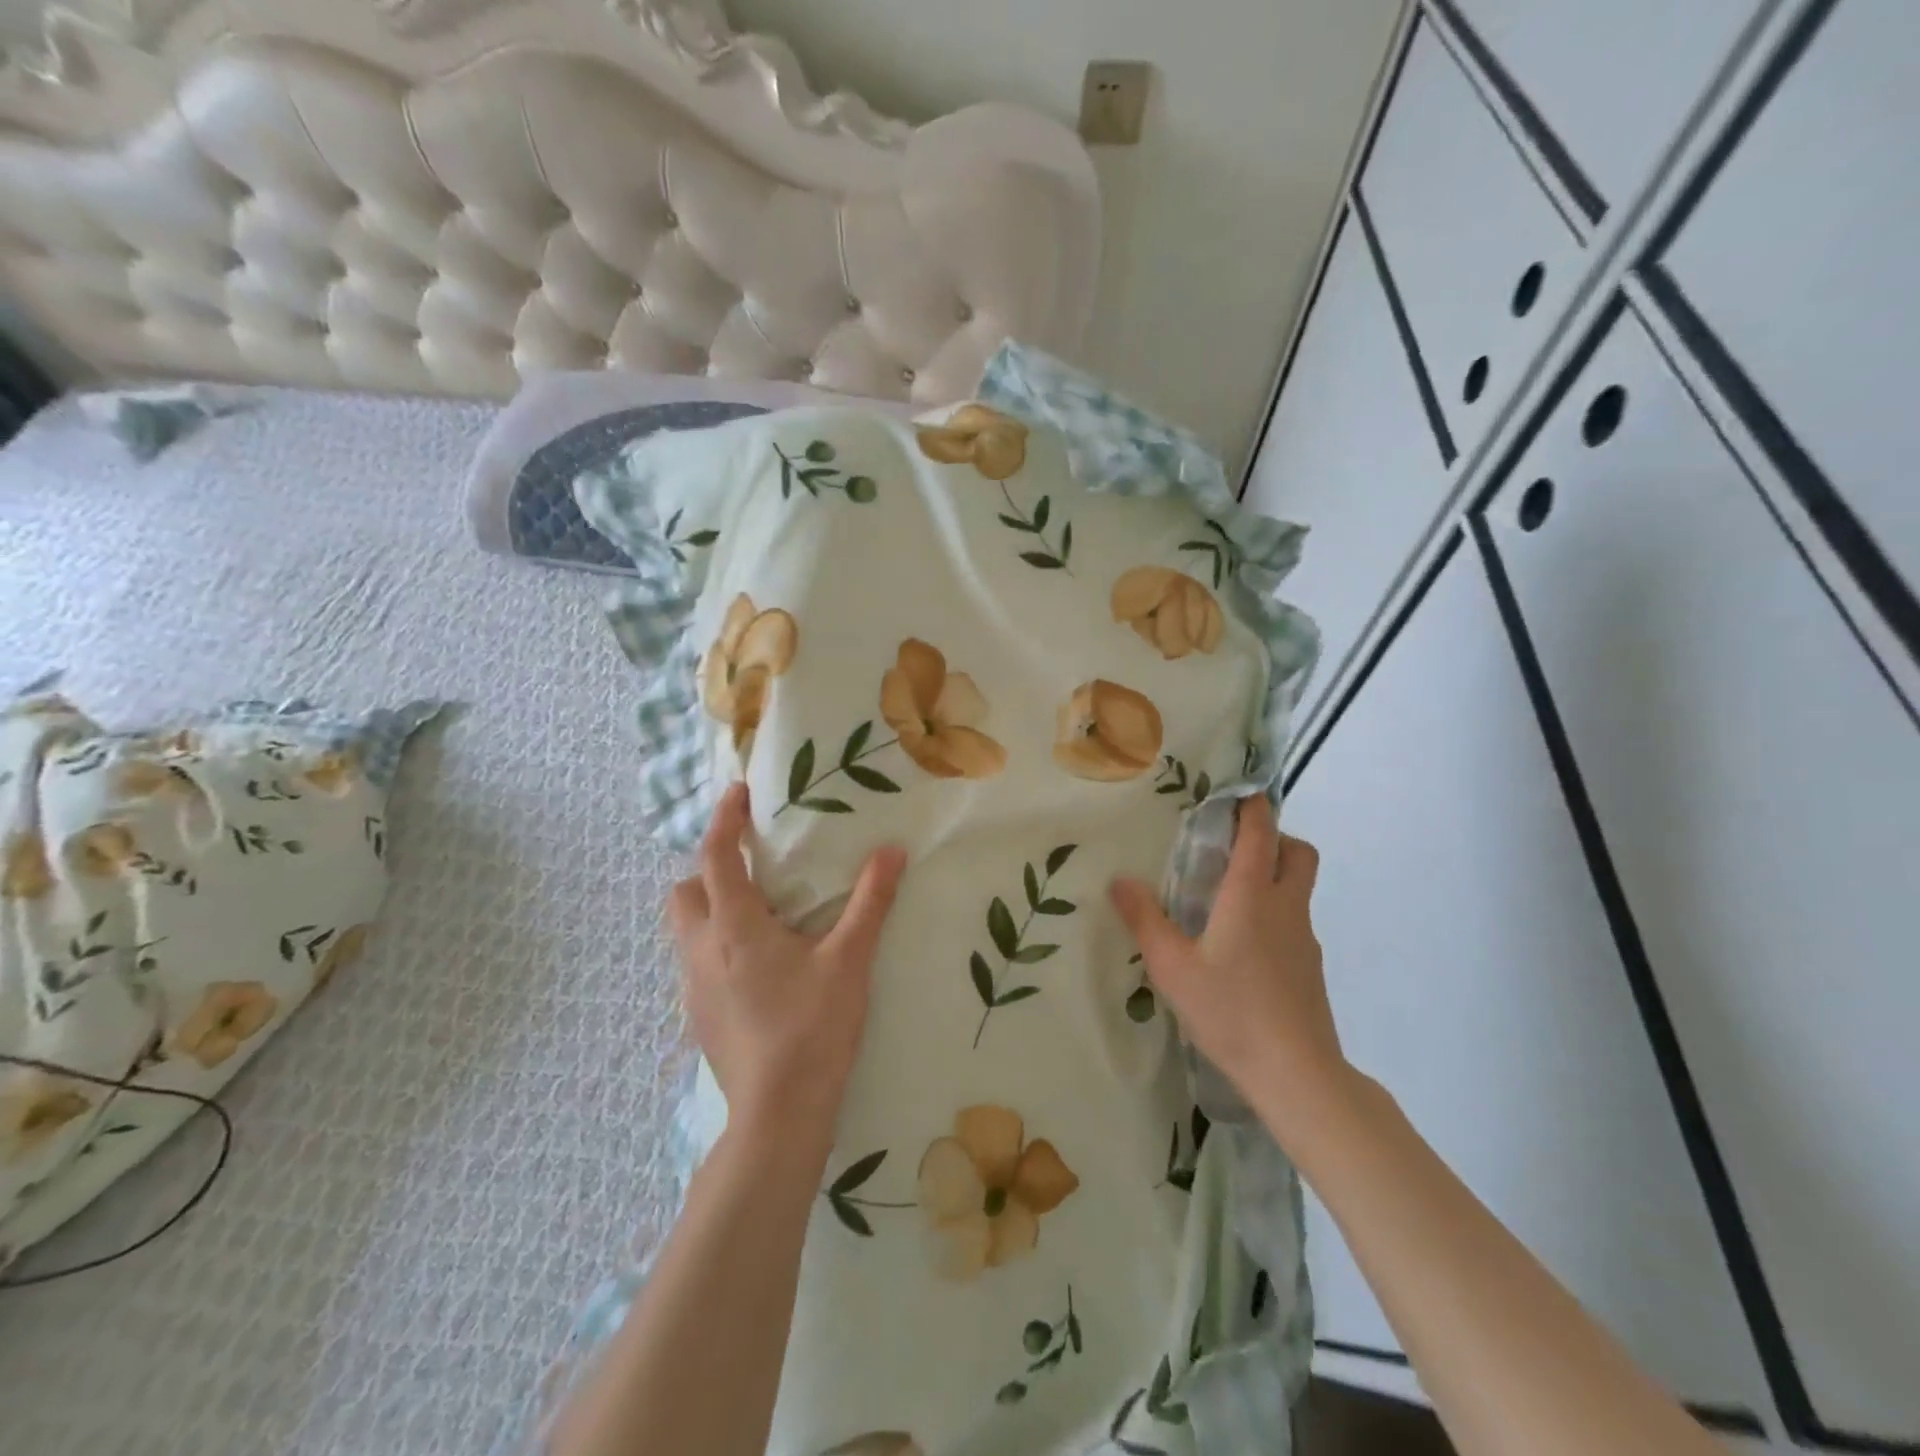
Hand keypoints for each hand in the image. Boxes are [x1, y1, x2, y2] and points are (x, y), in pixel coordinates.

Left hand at [668, 783, 906, 1139]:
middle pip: (684, 891)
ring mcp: (693, 987)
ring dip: (711, 908)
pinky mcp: (698, 1017)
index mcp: (734, 926)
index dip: (724, 819)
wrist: (778, 1115)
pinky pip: (696, 961)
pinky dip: (717, 945)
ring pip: (685, 929)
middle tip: (753, 868)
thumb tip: (892, 852)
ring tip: (760, 914)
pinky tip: (758, 966)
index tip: (738, 793)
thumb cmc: (812, 1028)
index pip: (716, 856)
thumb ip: (870, 902)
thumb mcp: (849, 960)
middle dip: (709, 869)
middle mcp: (701, 950)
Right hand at [1110, 797, 1347, 1133]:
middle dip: (1275, 838)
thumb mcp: (1172, 966)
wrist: (1297, 1073)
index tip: (1236, 793)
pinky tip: (1243, 949)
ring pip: (1299, 888)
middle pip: (1298, 852)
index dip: (1252, 806)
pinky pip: (1294, 922)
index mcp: (1252, 895)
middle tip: (1235, 850)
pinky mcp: (1311, 967)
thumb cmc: (1231, 1010)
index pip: (1262, 832)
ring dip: (1275, 876)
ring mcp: (1304, 938)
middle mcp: (1286, 907)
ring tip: (1229, 900)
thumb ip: (1144, 920)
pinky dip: (1275, 914)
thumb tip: (1120, 880)